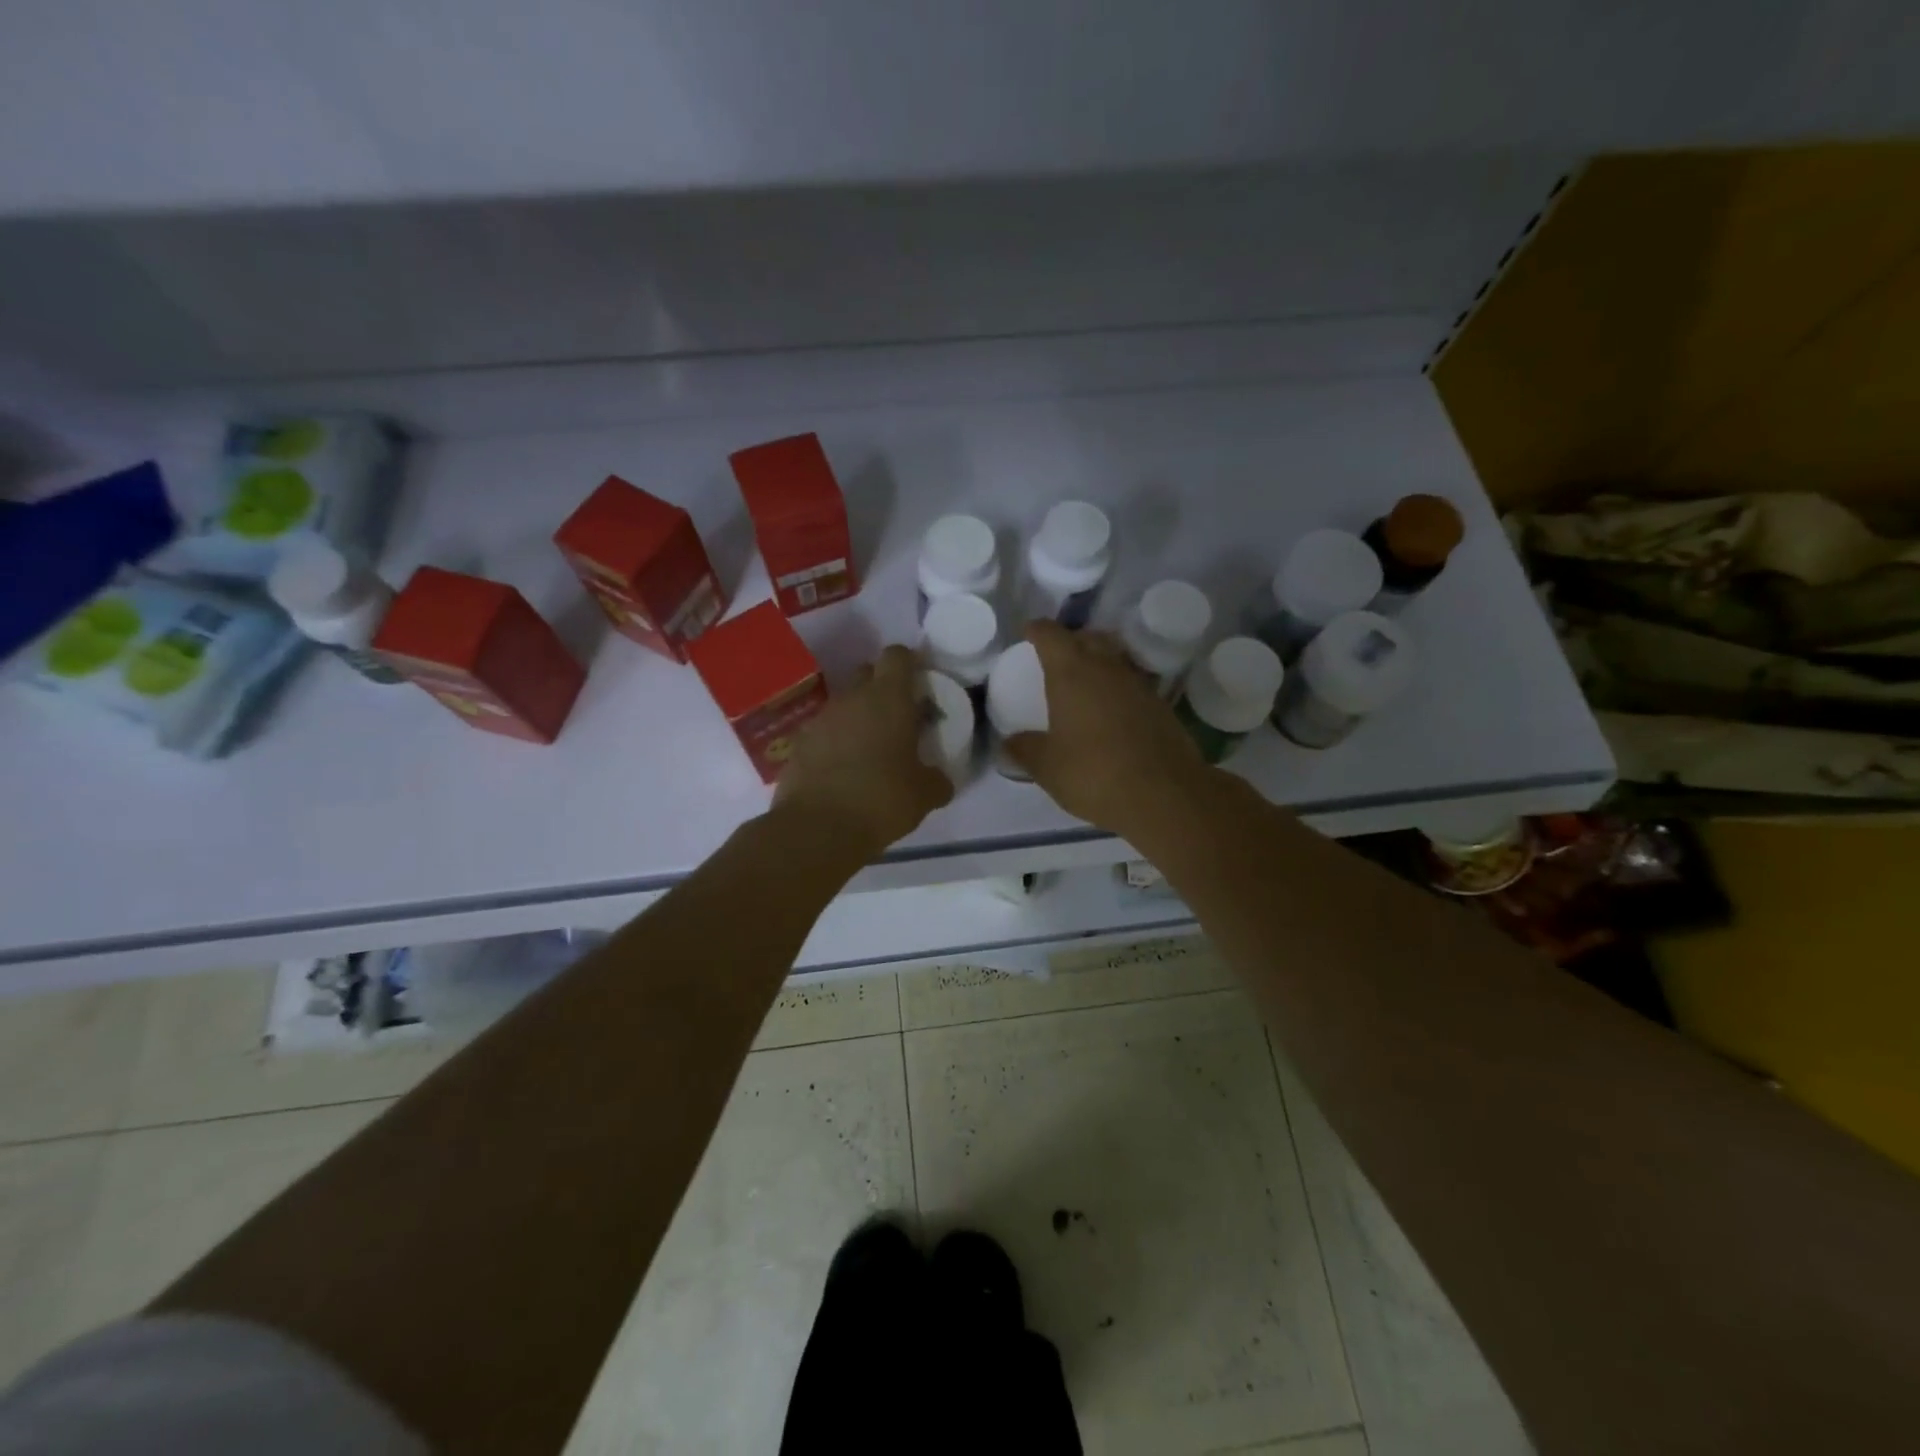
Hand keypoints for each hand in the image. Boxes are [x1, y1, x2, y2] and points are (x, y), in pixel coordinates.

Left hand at [774, 644, 954, 858]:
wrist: (817, 828)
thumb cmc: (882, 800)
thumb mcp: (925, 794)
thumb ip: (937, 779)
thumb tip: (940, 780)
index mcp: (888, 698)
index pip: (897, 655)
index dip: (909, 664)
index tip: (919, 684)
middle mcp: (852, 698)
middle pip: (867, 673)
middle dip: (882, 688)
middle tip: (898, 718)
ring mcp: (820, 719)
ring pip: (844, 704)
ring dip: (858, 718)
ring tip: (870, 751)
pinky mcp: (798, 744)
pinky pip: (823, 732)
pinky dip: (834, 743)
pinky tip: (843, 771)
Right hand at [1006, 621, 1210, 837]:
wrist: (1165, 795)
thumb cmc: (1094, 774)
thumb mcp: (1047, 767)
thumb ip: (1025, 749)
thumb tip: (1008, 742)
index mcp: (1071, 673)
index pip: (1051, 635)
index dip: (1038, 630)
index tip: (1029, 632)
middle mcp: (1106, 668)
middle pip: (1088, 638)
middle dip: (1071, 641)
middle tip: (1057, 656)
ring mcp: (1138, 684)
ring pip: (1114, 658)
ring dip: (1098, 661)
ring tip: (1085, 681)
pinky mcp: (1161, 705)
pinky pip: (1132, 683)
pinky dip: (1118, 687)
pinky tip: (1112, 709)